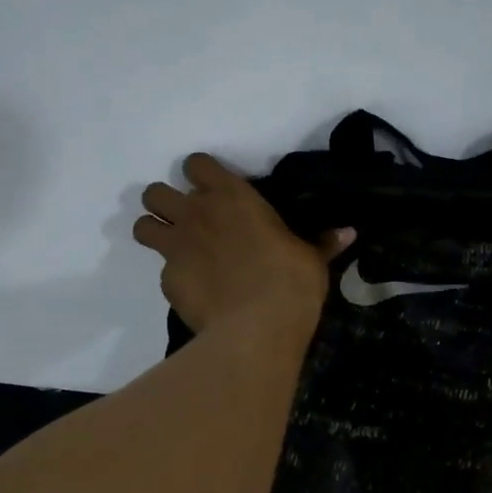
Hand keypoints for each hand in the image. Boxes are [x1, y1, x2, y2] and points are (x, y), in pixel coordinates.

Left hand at [133, 153, 354, 335]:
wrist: (257, 328)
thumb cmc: (290, 282)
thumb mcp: (312, 259)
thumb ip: (323, 242)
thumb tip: (349, 233)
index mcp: (231, 196)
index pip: (196, 164)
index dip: (201, 174)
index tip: (214, 190)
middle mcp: (195, 214)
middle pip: (155, 192)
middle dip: (166, 203)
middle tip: (190, 222)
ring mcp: (176, 247)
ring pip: (142, 225)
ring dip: (155, 231)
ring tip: (177, 248)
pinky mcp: (167, 281)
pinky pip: (162, 270)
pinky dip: (175, 277)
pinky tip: (197, 291)